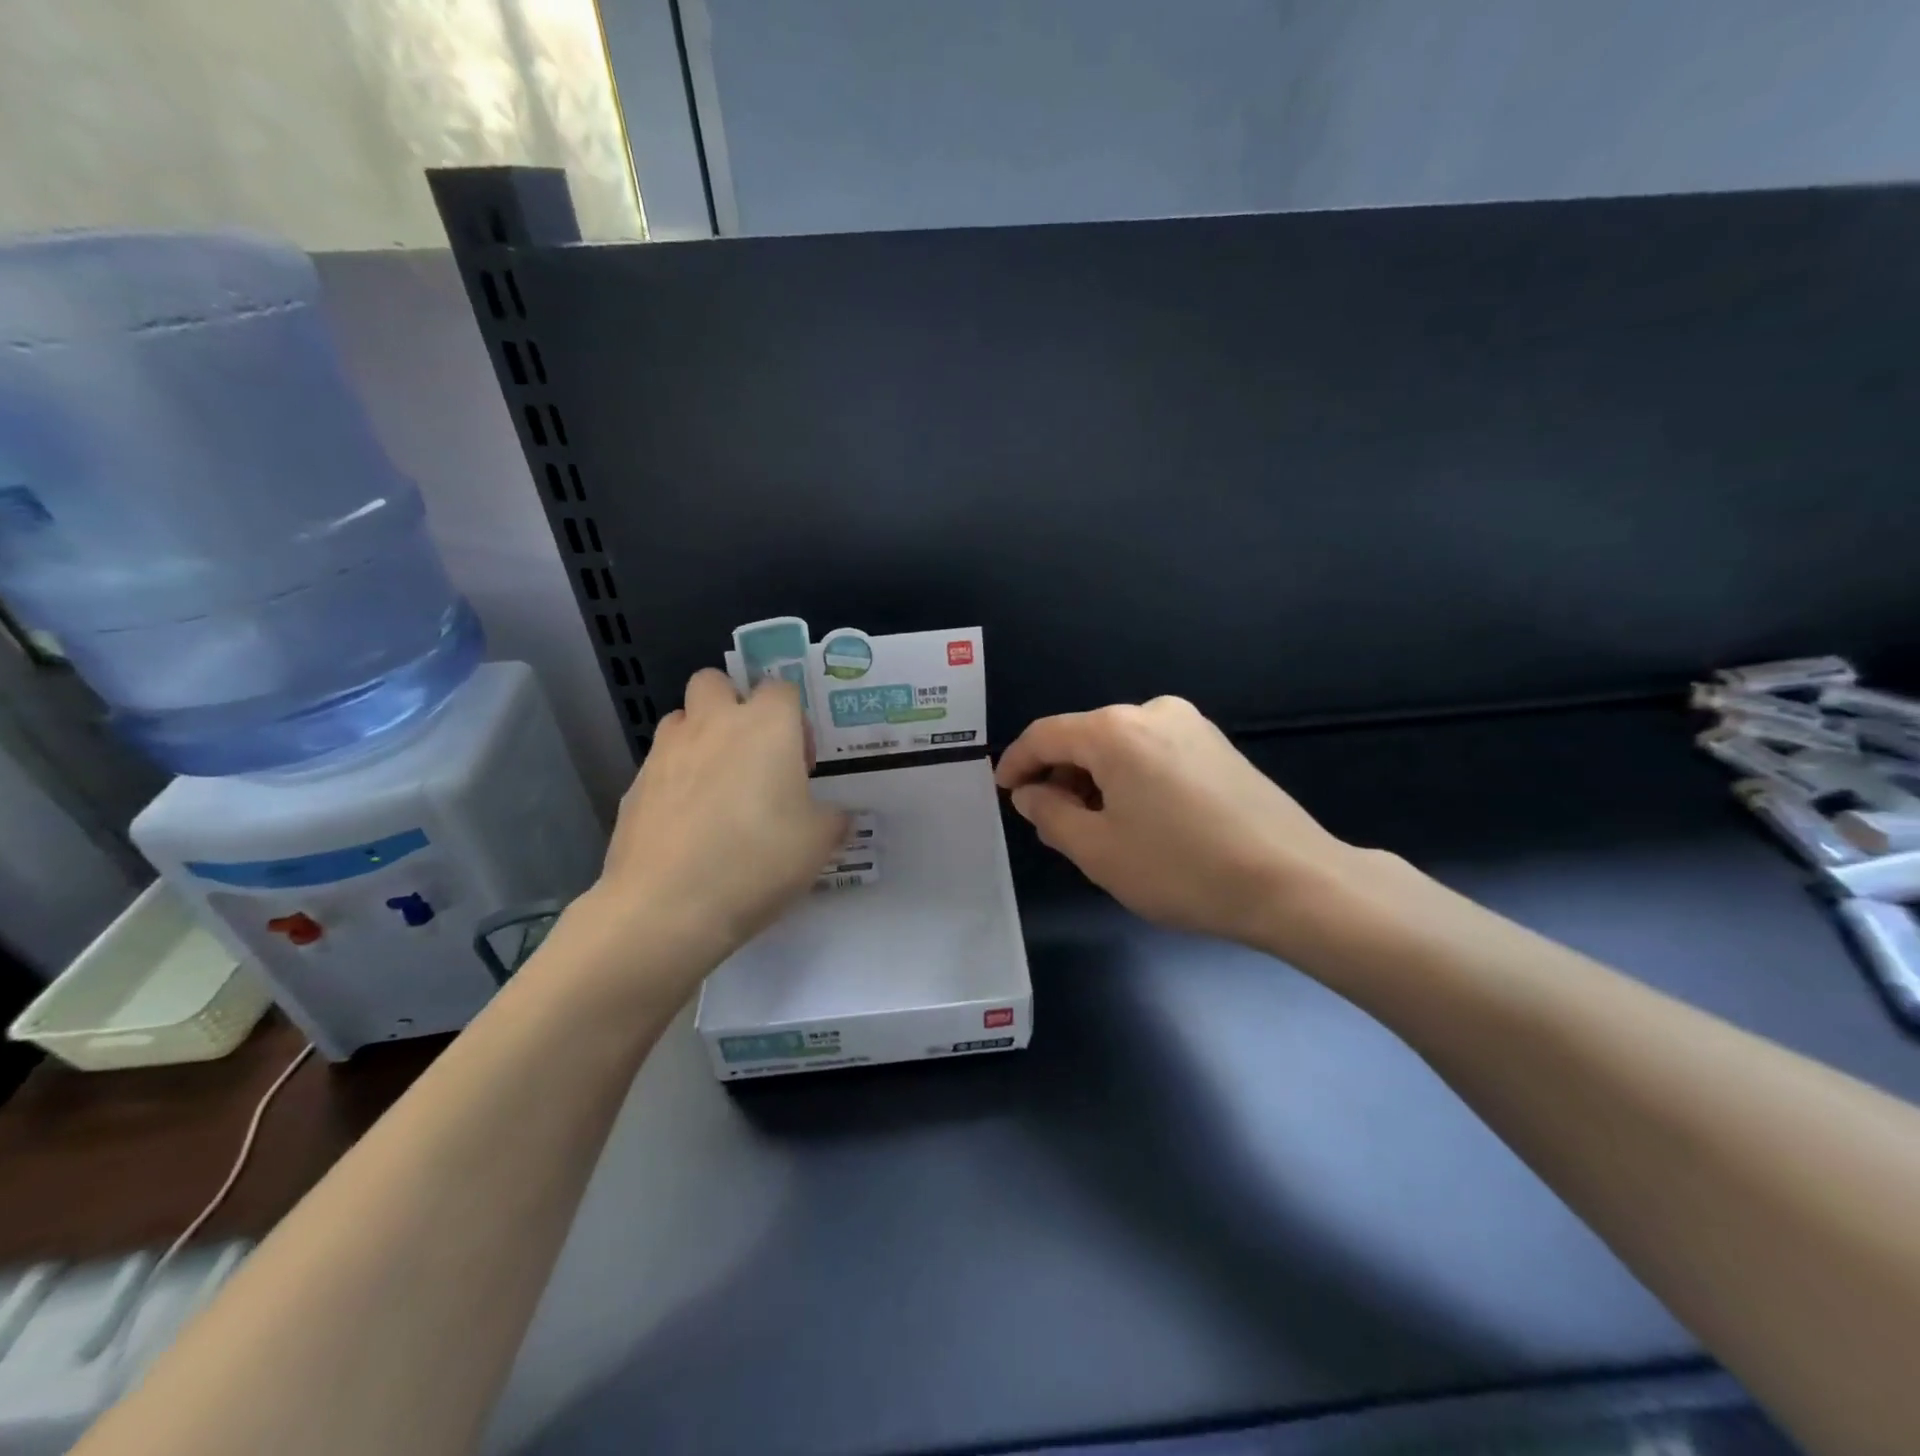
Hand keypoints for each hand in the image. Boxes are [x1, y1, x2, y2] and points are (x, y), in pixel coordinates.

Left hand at [571, 670, 846, 994]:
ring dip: (700, 737)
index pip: (781, 688)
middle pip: (715, 681)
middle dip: (733, 703)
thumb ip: (832, 819)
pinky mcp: (635, 786)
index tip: (801, 762)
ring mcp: (666, 753)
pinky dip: (675, 780)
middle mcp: (713, 725)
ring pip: (681, 719)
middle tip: (751, 753)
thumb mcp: (818, 844)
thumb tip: (835, 815)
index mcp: (766, 726)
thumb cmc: (758, 860)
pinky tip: (688, 825)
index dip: (795, 719)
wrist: (668, 905)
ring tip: (717, 786)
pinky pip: (660, 765)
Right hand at [995, 697, 1380, 954]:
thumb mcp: (1098, 850)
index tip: (1003, 791)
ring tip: (1096, 829)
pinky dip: (1130, 779)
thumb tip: (1030, 793)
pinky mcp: (1218, 745)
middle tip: (1051, 824)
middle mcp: (1152, 712)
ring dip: (1095, 780)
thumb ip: (1050, 814)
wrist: (1293, 881)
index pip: (1045, 735)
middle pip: (1084, 738)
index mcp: (1115, 731)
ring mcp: (1192, 725)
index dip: (1016, 762)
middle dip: (1059, 777)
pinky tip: (1139, 819)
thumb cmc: (1182, 868)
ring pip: (1120, 747)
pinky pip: (1153, 753)